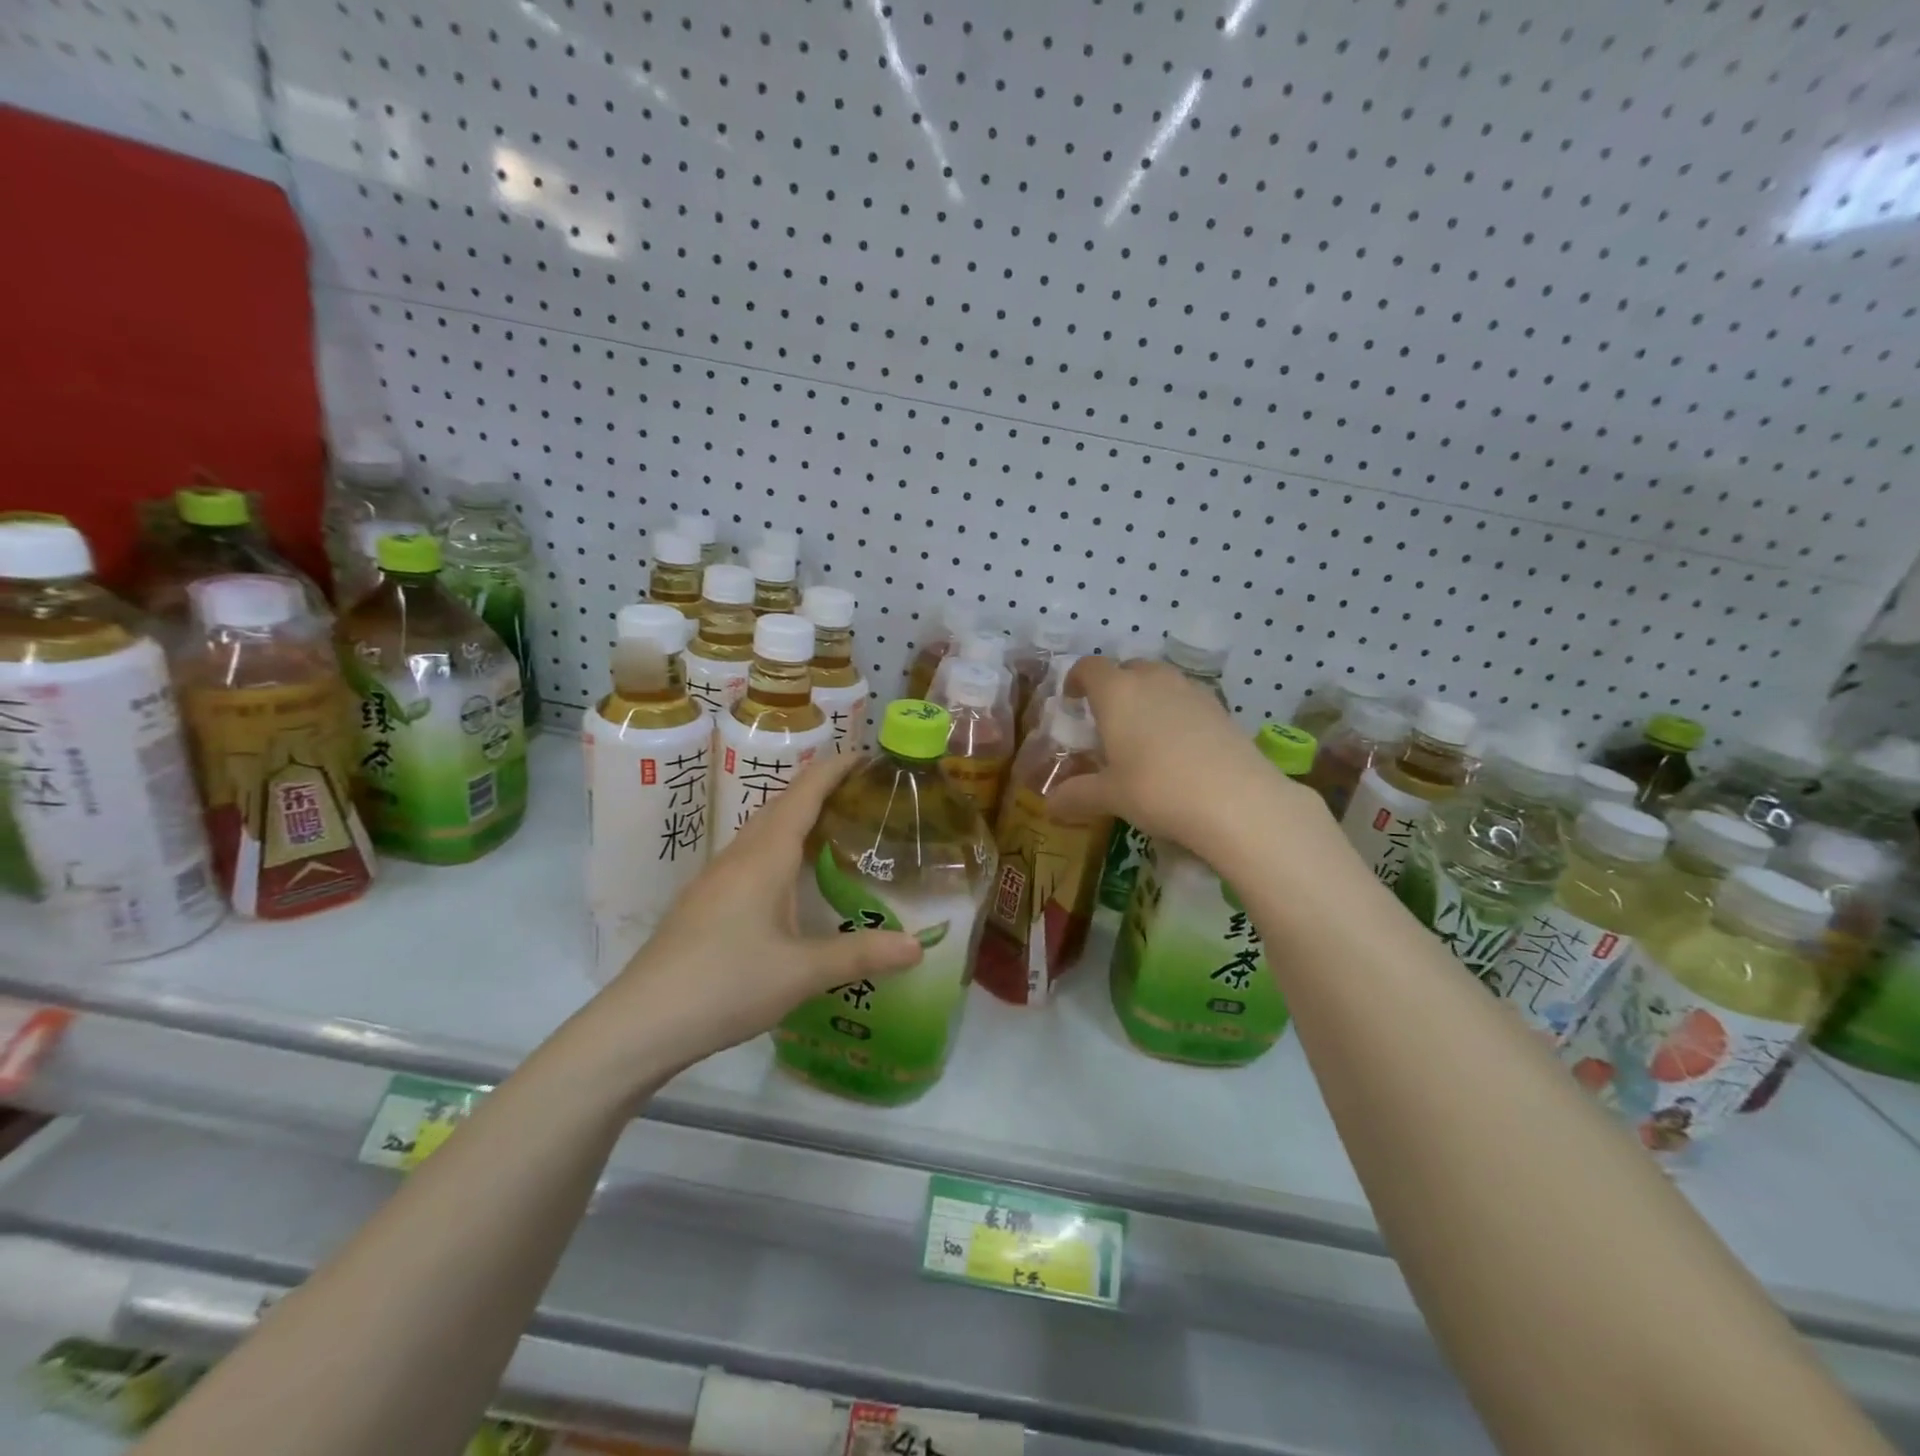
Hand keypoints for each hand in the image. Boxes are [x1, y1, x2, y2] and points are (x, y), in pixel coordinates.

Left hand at [598, 753, 922, 1068]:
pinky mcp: (704, 903)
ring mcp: (716, 879)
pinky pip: (750, 857)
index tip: (864, 755)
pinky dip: (780, 849)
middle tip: (861, 792)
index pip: (803, 795)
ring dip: (796, 819)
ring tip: (833, 829)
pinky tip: (790, 880)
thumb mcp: (802, 972)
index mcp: (764, 857)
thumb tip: (919, 946)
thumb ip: (862, 955)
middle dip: (818, 789)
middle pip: (781, 806)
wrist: (642, 1023)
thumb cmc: (727, 984)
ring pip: (762, 832)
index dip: (833, 770)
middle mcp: (739, 857)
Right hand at [1045, 657, 1283, 853]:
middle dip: (1114, 687)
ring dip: (1147, 697)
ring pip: (1160, 681)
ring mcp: (1191, 690)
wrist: (1236, 800)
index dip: (1077, 679)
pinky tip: (1179, 747)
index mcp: (1117, 692)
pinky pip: (1187, 700)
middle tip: (1108, 720)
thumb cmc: (1156, 789)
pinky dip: (1175, 713)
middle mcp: (1152, 680)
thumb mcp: (1110, 797)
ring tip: (1143, 733)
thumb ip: (1077, 795)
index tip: (1072, 699)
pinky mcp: (1220, 708)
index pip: (1089, 668)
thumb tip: (1050, 804)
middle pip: (1128, 668)